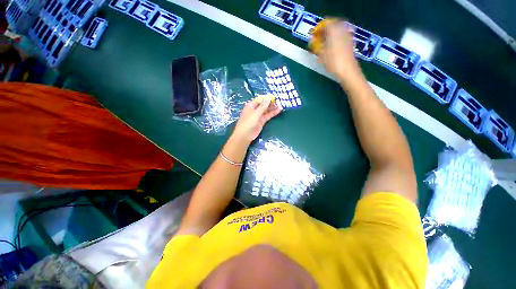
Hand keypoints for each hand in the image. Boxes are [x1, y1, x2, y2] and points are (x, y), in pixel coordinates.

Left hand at [232, 97, 282, 142]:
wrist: (245, 135)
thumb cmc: (248, 123)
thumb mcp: (256, 113)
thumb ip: (263, 106)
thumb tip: (268, 98)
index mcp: (251, 105)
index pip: (260, 99)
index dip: (267, 98)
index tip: (275, 97)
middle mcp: (255, 109)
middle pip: (264, 104)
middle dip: (271, 103)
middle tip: (279, 102)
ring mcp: (259, 115)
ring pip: (267, 110)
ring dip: (273, 108)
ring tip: (281, 105)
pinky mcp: (262, 121)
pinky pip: (268, 115)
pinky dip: (273, 113)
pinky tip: (279, 110)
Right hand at [310, 19, 360, 83]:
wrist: (347, 70)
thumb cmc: (333, 62)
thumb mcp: (321, 55)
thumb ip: (316, 45)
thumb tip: (312, 40)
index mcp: (334, 30)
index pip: (326, 23)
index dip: (319, 29)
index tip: (314, 36)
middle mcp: (342, 30)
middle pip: (333, 25)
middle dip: (325, 31)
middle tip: (319, 40)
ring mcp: (348, 35)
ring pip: (338, 31)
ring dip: (331, 35)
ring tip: (325, 45)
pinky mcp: (351, 42)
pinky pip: (342, 36)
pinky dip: (336, 39)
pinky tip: (333, 48)